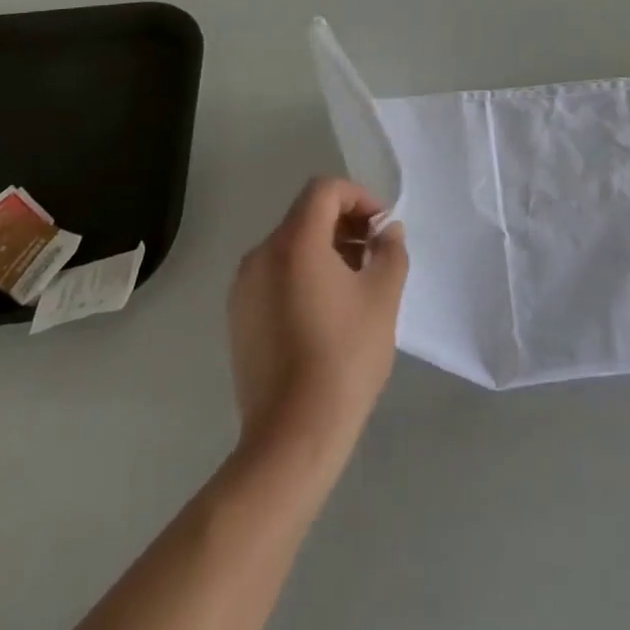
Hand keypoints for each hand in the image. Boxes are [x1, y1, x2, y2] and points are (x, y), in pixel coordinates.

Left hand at [229, 177, 407, 453]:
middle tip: (375, 257)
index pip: (325, 191)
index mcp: (294, 243)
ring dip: (327, 250)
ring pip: (291, 246)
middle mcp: (261, 255)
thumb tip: (387, 231)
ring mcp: (244, 288)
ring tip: (355, 286)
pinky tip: (327, 312)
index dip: (359, 198)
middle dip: (345, 225)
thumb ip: (390, 251)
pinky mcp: (240, 318)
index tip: (381, 229)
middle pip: (306, 216)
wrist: (292, 439)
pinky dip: (304, 274)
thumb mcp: (383, 297)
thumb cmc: (344, 358)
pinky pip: (275, 275)